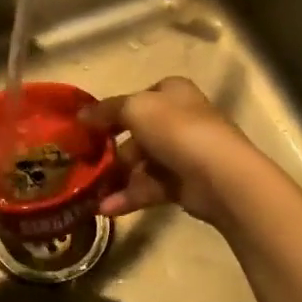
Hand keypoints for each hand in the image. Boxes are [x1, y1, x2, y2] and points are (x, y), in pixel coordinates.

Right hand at [80, 77, 259, 226]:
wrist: (220, 175)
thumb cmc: (176, 130)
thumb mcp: (135, 108)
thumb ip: (106, 111)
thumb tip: (82, 115)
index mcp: (172, 93)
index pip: (137, 98)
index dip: (112, 111)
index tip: (87, 128)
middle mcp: (179, 119)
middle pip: (136, 133)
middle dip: (110, 150)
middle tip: (83, 164)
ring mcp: (182, 153)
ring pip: (140, 164)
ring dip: (115, 178)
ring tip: (89, 192)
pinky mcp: (183, 184)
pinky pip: (149, 187)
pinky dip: (128, 196)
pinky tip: (106, 208)